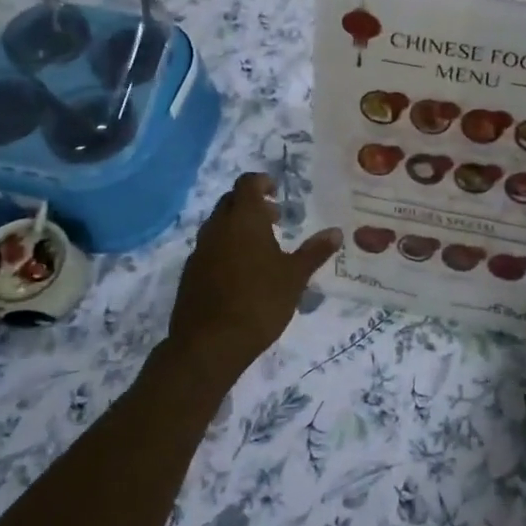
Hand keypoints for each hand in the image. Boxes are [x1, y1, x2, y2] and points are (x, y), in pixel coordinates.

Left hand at [164, 173, 340, 388]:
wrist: (209, 344)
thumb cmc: (259, 302)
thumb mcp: (294, 277)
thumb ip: (314, 252)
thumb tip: (336, 232)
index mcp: (243, 219)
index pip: (247, 183)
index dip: (261, 182)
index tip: (276, 191)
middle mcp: (217, 227)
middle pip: (230, 201)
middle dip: (251, 204)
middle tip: (275, 219)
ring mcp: (200, 250)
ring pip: (218, 225)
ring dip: (238, 226)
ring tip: (261, 247)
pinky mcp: (190, 273)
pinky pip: (209, 248)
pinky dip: (226, 247)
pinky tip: (241, 272)